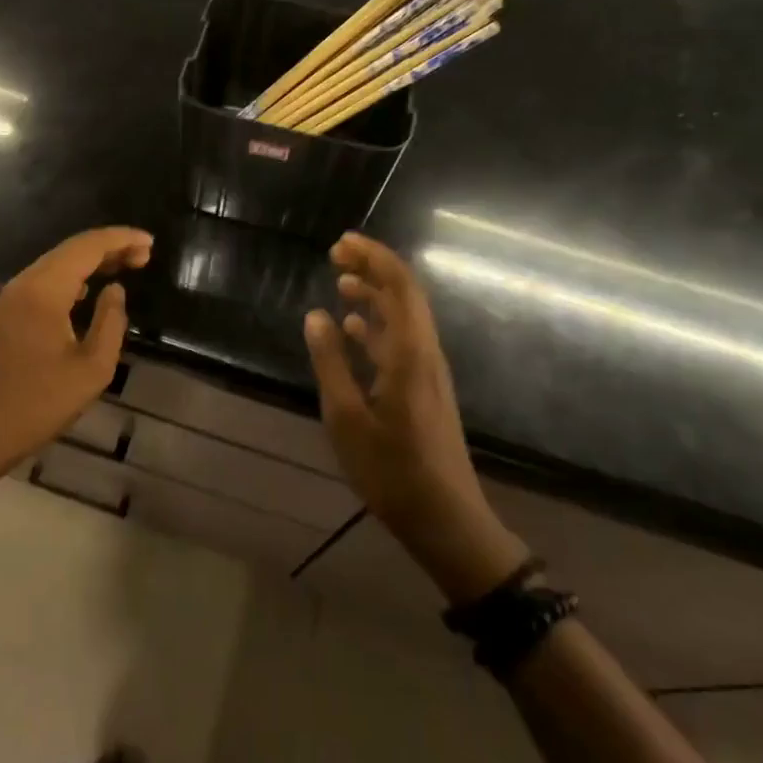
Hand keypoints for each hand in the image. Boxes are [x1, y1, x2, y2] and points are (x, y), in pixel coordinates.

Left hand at [0, 227, 152, 486]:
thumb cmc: (38, 405)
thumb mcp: (92, 369)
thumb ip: (111, 322)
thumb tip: (114, 290)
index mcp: (43, 291)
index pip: (86, 247)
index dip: (121, 239)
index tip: (150, 242)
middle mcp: (21, 285)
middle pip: (69, 251)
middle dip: (108, 248)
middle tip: (144, 256)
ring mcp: (7, 299)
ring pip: (53, 266)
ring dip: (88, 263)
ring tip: (124, 268)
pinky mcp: (1, 316)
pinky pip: (40, 284)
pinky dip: (70, 280)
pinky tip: (87, 293)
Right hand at [304, 233, 527, 603]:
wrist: (446, 520)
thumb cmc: (392, 472)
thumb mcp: (347, 419)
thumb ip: (330, 362)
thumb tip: (316, 315)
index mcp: (410, 354)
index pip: (399, 286)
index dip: (374, 257)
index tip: (342, 242)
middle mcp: (425, 353)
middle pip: (404, 294)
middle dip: (373, 267)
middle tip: (337, 254)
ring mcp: (429, 372)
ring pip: (404, 317)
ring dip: (375, 294)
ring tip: (341, 282)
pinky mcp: (426, 389)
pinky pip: (402, 340)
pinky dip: (378, 325)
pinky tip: (353, 330)